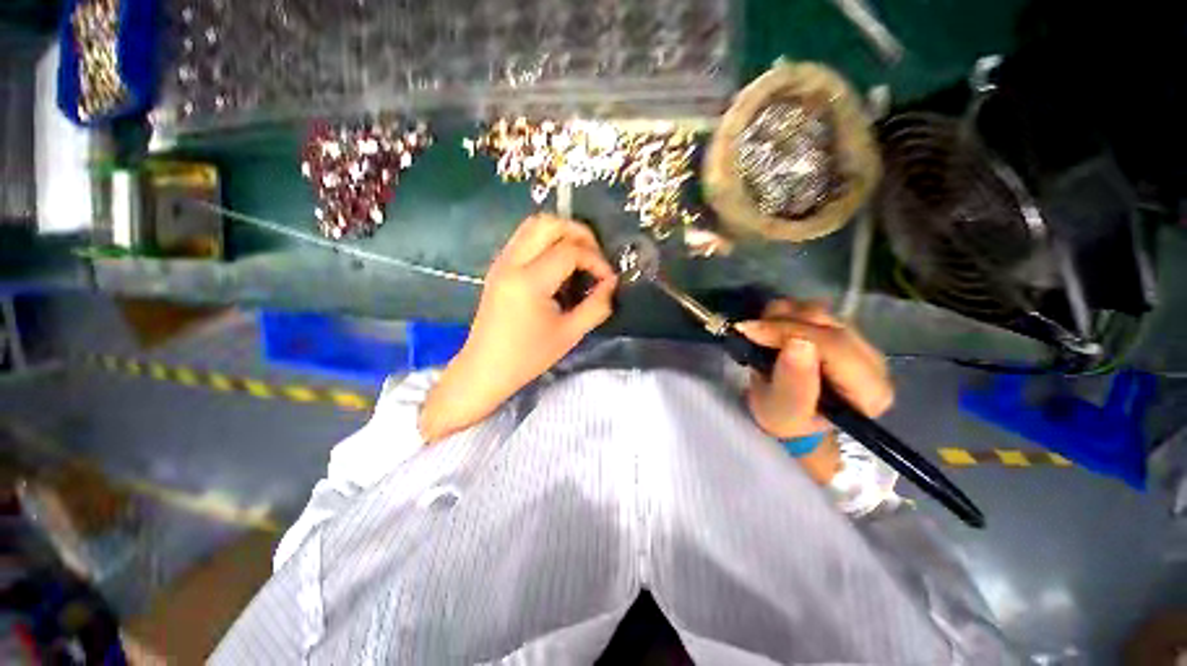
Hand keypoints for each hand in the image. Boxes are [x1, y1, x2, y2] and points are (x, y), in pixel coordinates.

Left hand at [419, 214, 617, 441]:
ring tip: (580, 257)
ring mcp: (501, 262)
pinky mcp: (498, 267)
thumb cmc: (528, 356)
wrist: (485, 368)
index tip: (608, 279)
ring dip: (562, 233)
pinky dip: (547, 241)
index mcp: (529, 281)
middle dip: (579, 233)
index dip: (596, 260)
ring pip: (533, 225)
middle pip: (548, 223)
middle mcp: (512, 262)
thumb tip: (611, 284)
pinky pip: (525, 238)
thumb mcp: (570, 334)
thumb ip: (596, 306)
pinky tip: (559, 265)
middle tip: (595, 256)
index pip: (570, 251)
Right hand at [735, 300, 892, 479]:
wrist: (790, 414)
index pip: (834, 346)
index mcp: (869, 392)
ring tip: (761, 336)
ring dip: (781, 318)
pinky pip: (812, 308)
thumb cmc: (786, 419)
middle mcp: (874, 362)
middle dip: (781, 324)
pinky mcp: (843, 329)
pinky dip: (785, 314)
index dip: (789, 332)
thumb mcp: (783, 411)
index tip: (749, 331)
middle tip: (749, 332)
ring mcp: (860, 341)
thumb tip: (798, 343)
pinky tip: (773, 331)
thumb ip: (793, 383)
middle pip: (827, 323)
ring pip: (818, 311)